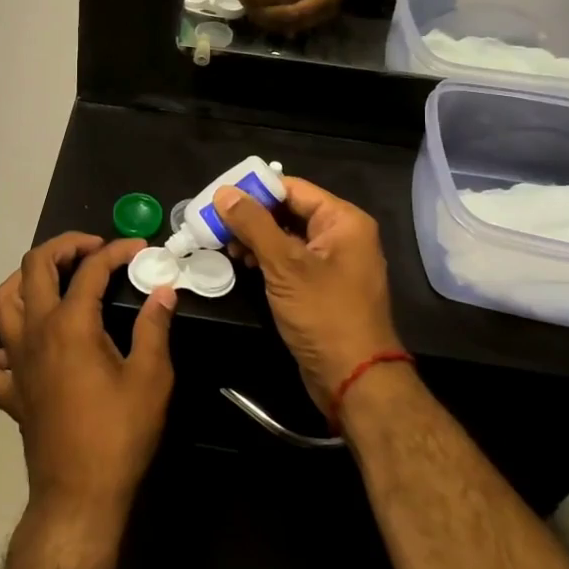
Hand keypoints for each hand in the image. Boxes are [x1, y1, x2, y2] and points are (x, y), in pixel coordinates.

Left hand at [0, 233, 176, 528]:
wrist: (80, 495)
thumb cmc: (120, 435)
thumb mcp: (151, 378)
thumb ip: (155, 327)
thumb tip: (163, 290)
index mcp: (70, 324)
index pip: (90, 269)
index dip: (117, 251)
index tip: (141, 250)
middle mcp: (34, 332)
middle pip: (34, 266)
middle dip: (64, 246)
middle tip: (93, 250)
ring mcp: (15, 361)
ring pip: (2, 302)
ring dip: (25, 280)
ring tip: (54, 282)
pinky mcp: (8, 391)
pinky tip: (18, 350)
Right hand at [211, 178, 401, 409]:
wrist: (354, 380)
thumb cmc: (324, 314)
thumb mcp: (285, 265)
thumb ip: (254, 224)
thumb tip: (224, 192)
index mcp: (343, 220)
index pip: (292, 188)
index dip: (255, 190)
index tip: (219, 196)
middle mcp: (341, 234)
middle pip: (289, 210)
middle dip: (252, 215)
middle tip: (214, 222)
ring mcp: (332, 261)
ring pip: (286, 236)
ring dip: (256, 237)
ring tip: (224, 244)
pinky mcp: (321, 285)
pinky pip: (290, 259)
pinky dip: (267, 258)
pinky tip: (243, 263)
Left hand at [237, 0, 348, 32]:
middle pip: (292, 12)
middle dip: (262, 12)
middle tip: (242, 4)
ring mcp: (332, 7)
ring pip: (294, 23)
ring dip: (268, 20)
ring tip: (250, 9)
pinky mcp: (326, 16)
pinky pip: (298, 27)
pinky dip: (278, 24)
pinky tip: (264, 14)